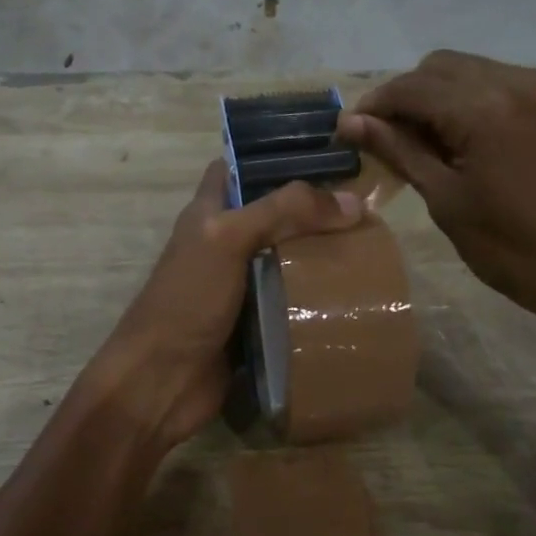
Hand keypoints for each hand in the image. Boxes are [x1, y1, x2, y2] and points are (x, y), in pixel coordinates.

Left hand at [93, 160, 362, 448]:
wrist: (161, 383)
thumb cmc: (187, 300)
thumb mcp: (228, 240)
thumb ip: (283, 212)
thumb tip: (353, 201)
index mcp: (209, 213)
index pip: (240, 168)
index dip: (275, 156)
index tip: (327, 152)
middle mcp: (225, 243)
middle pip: (274, 214)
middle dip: (314, 208)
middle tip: (368, 204)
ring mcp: (241, 285)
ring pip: (288, 258)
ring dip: (323, 253)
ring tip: (374, 242)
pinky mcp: (257, 323)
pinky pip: (293, 300)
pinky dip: (320, 295)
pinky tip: (357, 290)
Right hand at [339, 51, 535, 340]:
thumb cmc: (518, 251)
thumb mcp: (448, 202)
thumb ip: (400, 151)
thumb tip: (351, 123)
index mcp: (483, 107)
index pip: (410, 87)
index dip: (373, 106)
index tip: (348, 133)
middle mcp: (515, 81)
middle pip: (438, 67)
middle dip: (404, 98)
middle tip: (385, 143)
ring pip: (469, 71)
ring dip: (437, 98)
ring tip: (421, 145)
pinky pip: (499, 84)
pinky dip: (470, 102)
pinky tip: (462, 141)